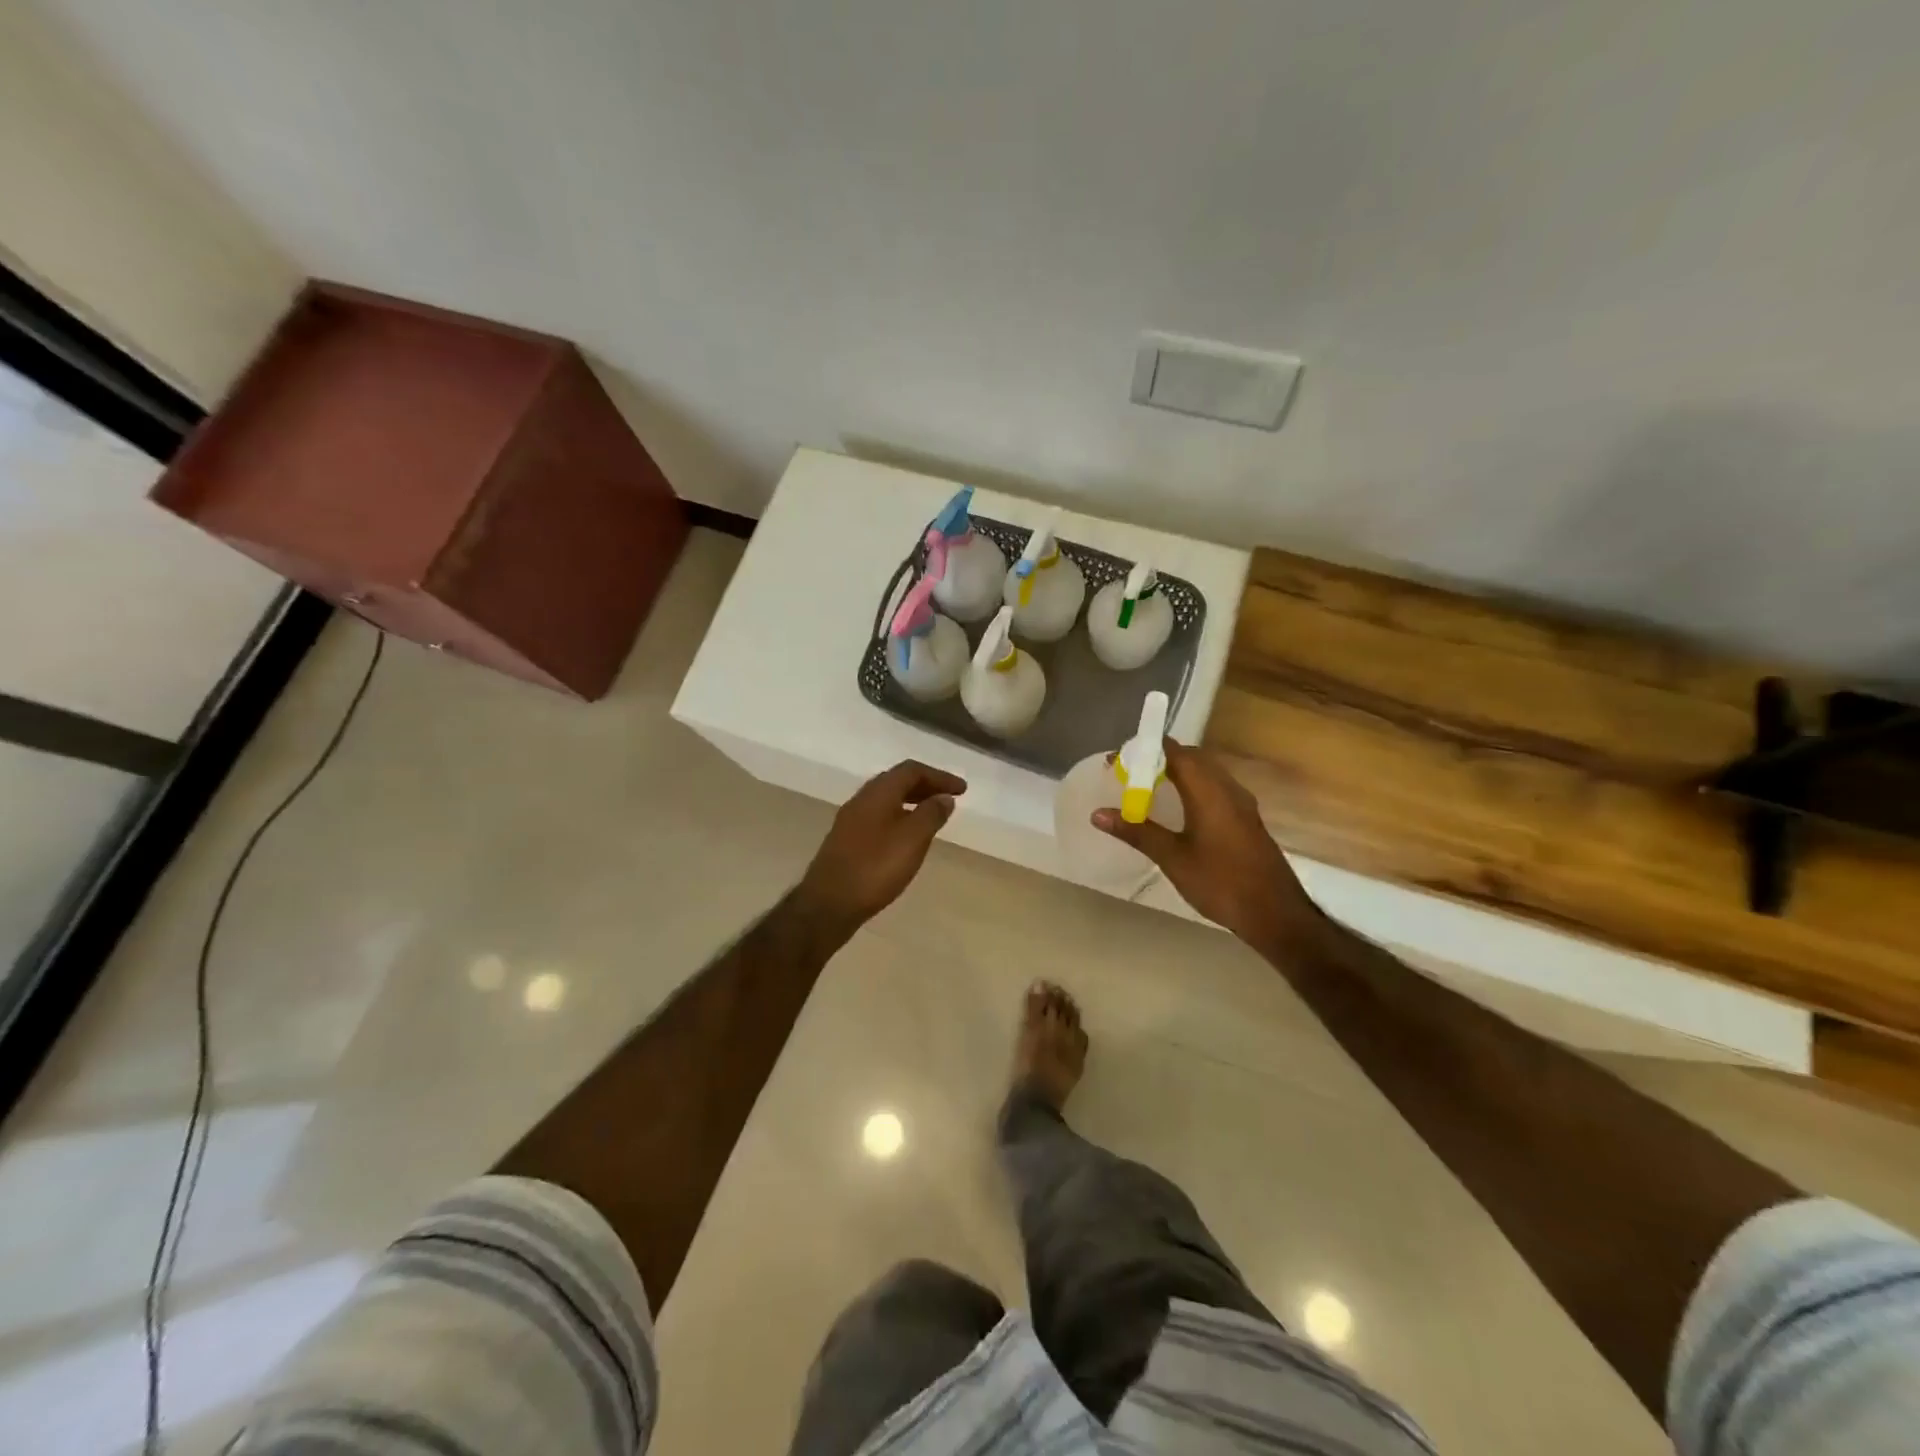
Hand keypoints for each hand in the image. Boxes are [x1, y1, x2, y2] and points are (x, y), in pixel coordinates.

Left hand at [798, 760, 966, 941]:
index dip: (939, 776)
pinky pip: (878, 817)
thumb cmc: (876, 867)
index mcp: (878, 792)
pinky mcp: (845, 840)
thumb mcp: (913, 838)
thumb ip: (931, 814)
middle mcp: (861, 799)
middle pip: (897, 782)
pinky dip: (899, 818)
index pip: (912, 770)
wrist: (829, 903)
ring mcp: (850, 820)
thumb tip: (944, 797)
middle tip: (948, 799)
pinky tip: (906, 838)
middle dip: (925, 786)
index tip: (962, 789)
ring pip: (886, 800)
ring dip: (911, 802)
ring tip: (932, 817)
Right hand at [1092, 741, 1312, 951]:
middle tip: (1128, 774)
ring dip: (1177, 772)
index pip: (1175, 752)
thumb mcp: (1172, 858)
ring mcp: (1241, 803)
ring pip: (1206, 773)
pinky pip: (1215, 788)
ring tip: (1148, 788)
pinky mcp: (1247, 819)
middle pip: (1192, 758)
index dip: (1145, 750)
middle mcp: (1228, 788)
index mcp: (1209, 791)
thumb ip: (1136, 832)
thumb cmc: (1221, 882)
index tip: (1117, 761)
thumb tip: (1098, 813)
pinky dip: (1192, 787)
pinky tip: (1179, 809)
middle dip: (1159, 759)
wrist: (1275, 914)